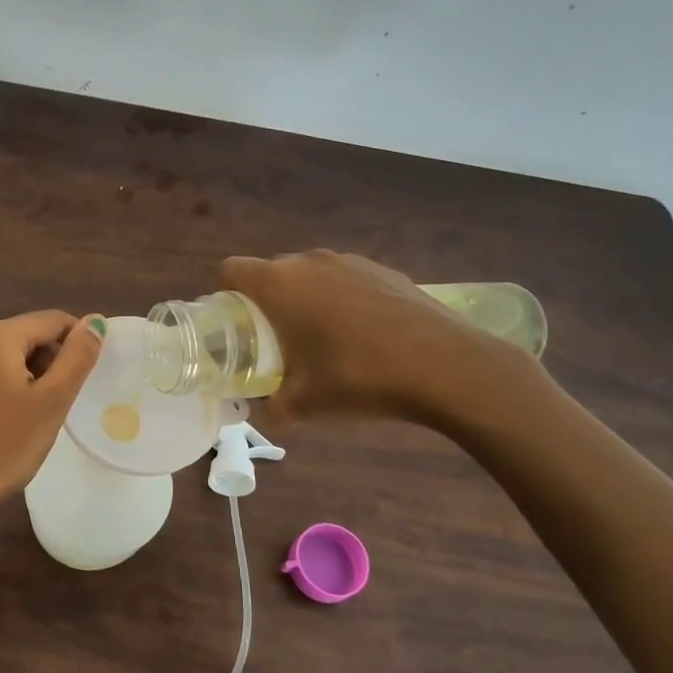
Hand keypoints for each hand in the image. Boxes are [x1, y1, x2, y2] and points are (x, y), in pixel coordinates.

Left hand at [0, 311, 104, 515]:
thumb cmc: (5, 446)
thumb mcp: (53, 401)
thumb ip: (77, 356)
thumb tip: (94, 321)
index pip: (51, 320)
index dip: (76, 340)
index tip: (84, 373)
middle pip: (19, 338)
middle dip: (43, 361)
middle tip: (56, 403)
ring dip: (13, 377)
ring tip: (23, 417)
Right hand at [221, 250, 533, 425]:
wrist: (446, 366)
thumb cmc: (358, 377)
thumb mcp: (303, 404)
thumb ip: (272, 407)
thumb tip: (263, 411)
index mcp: (279, 284)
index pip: (231, 269)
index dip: (225, 295)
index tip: (236, 326)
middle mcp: (310, 262)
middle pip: (271, 272)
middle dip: (266, 302)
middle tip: (275, 342)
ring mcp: (351, 261)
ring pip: (310, 275)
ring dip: (305, 300)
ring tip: (322, 340)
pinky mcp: (385, 270)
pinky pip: (345, 280)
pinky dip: (341, 301)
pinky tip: (363, 336)